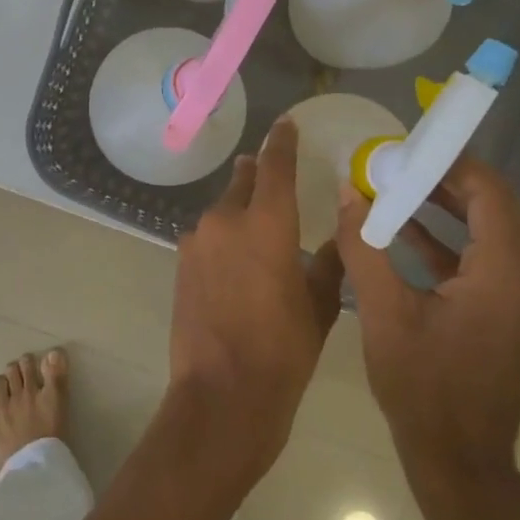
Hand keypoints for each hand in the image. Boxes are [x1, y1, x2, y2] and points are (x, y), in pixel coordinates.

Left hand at [167, 118, 344, 491]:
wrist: (221, 394)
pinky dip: (224, 236)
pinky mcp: (180, 263)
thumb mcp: (320, 306)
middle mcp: (226, 220)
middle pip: (243, 182)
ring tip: (258, 226)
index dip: (282, 142)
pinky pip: (208, 236)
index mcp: (267, 223)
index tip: (286, 125)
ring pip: (222, 210)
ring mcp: (196, 241)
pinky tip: (236, 259)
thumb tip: (339, 236)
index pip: (275, 165)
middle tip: (271, 170)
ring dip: (239, 210)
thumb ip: (329, 262)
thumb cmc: (283, 351)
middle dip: (258, 174)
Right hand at [335, 156, 519, 484]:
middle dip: (444, 182)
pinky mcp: (518, 312)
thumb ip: (365, 246)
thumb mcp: (384, 312)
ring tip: (394, 188)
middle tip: (394, 165)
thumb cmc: (422, 386)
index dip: (450, 163)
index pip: (489, 192)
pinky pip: (489, 260)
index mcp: (510, 273)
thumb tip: (348, 193)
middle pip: (495, 207)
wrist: (458, 458)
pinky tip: (407, 229)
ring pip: (492, 232)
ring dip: (447, 209)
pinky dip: (453, 242)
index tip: (406, 148)